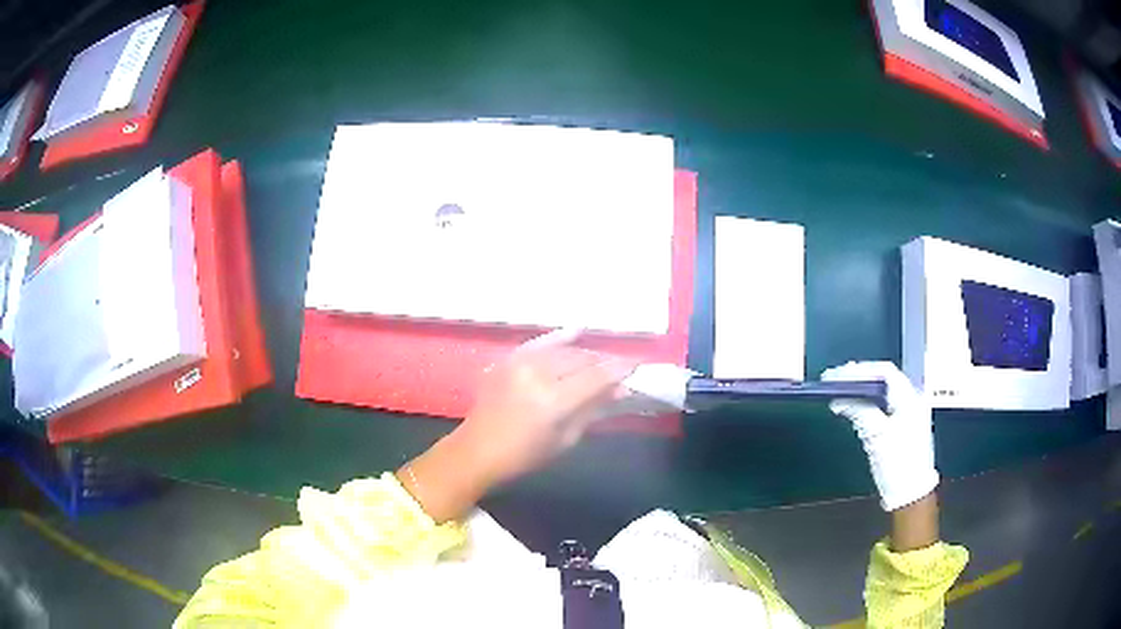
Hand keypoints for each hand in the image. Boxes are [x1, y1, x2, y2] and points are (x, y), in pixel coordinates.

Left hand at [458, 328, 635, 485]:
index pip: (596, 377)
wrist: (477, 450)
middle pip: (582, 359)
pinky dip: (560, 337)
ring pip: (564, 350)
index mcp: (553, 401)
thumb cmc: (524, 455)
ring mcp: (520, 362)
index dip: (619, 370)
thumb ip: (592, 409)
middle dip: (604, 363)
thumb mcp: (565, 439)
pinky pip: (540, 341)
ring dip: (585, 355)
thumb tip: (620, 390)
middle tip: (619, 371)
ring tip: (599, 362)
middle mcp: (538, 374)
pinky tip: (578, 330)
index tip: (637, 366)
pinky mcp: (509, 359)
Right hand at [821, 361, 937, 512]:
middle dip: (858, 379)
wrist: (911, 495)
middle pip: (883, 380)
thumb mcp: (877, 436)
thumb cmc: (899, 465)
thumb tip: (840, 398)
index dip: (859, 370)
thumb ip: (860, 412)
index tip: (838, 375)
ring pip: (882, 393)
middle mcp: (911, 400)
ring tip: (839, 394)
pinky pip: (883, 406)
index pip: (884, 372)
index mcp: (910, 398)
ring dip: (861, 392)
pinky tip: (854, 409)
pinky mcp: (903, 427)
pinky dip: (867, 405)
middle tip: (835, 382)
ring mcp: (908, 414)